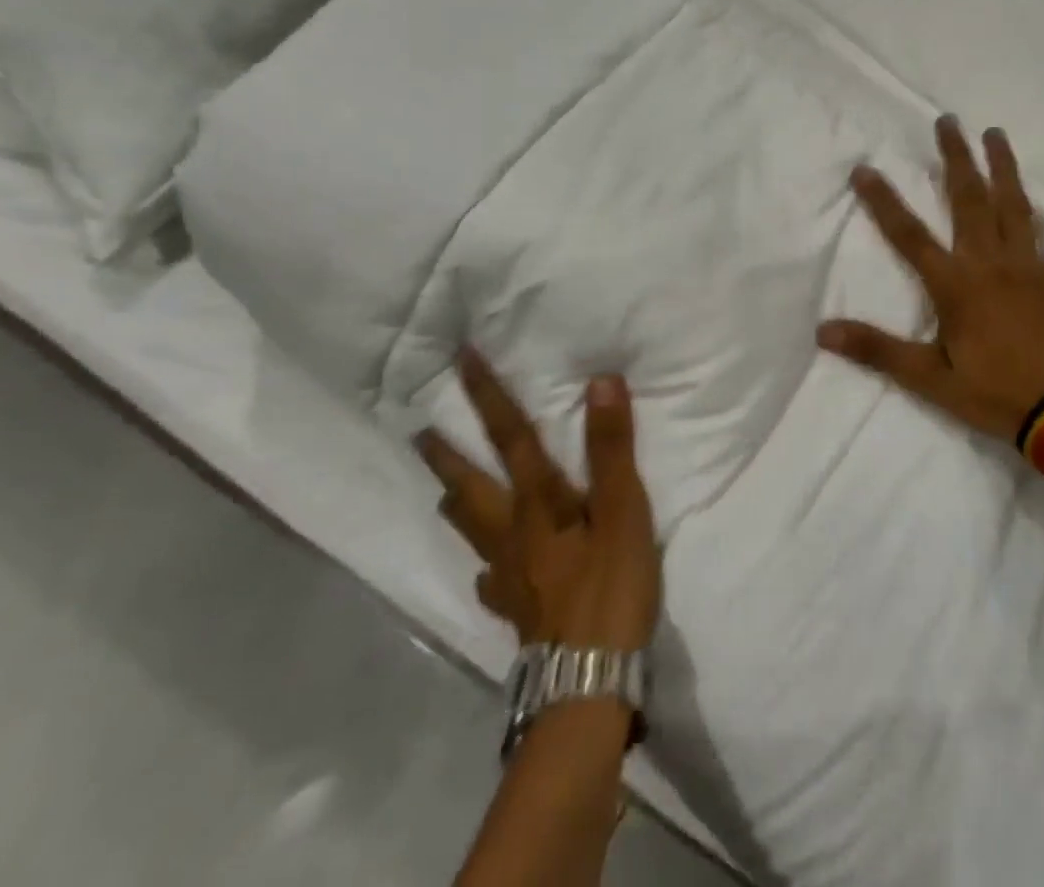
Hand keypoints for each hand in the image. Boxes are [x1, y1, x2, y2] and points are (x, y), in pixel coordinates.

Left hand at [417, 347, 660, 651]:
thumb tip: (600, 381)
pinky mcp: (516, 612)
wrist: (587, 682)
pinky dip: (486, 568)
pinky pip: (490, 581)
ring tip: (446, 493)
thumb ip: (611, 447)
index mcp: (539, 502)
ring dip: (457, 504)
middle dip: (447, 456)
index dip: (488, 397)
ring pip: (472, 532)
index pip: (510, 437)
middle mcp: (513, 533)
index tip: (463, 360)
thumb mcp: (623, 510)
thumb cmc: (609, 588)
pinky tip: (489, 575)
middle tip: (420, 433)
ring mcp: (508, 577)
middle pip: (471, 487)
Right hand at [817, 116, 1043, 443]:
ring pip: (1015, 206)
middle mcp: (991, 263)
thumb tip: (823, 331)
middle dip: (955, 159)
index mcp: (956, 284)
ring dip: (1003, 167)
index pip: (909, 234)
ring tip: (994, 133)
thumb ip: (877, 349)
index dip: (883, 201)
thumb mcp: (928, 378)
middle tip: (947, 122)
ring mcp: (1030, 267)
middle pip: (968, 200)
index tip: (864, 169)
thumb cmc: (994, 394)